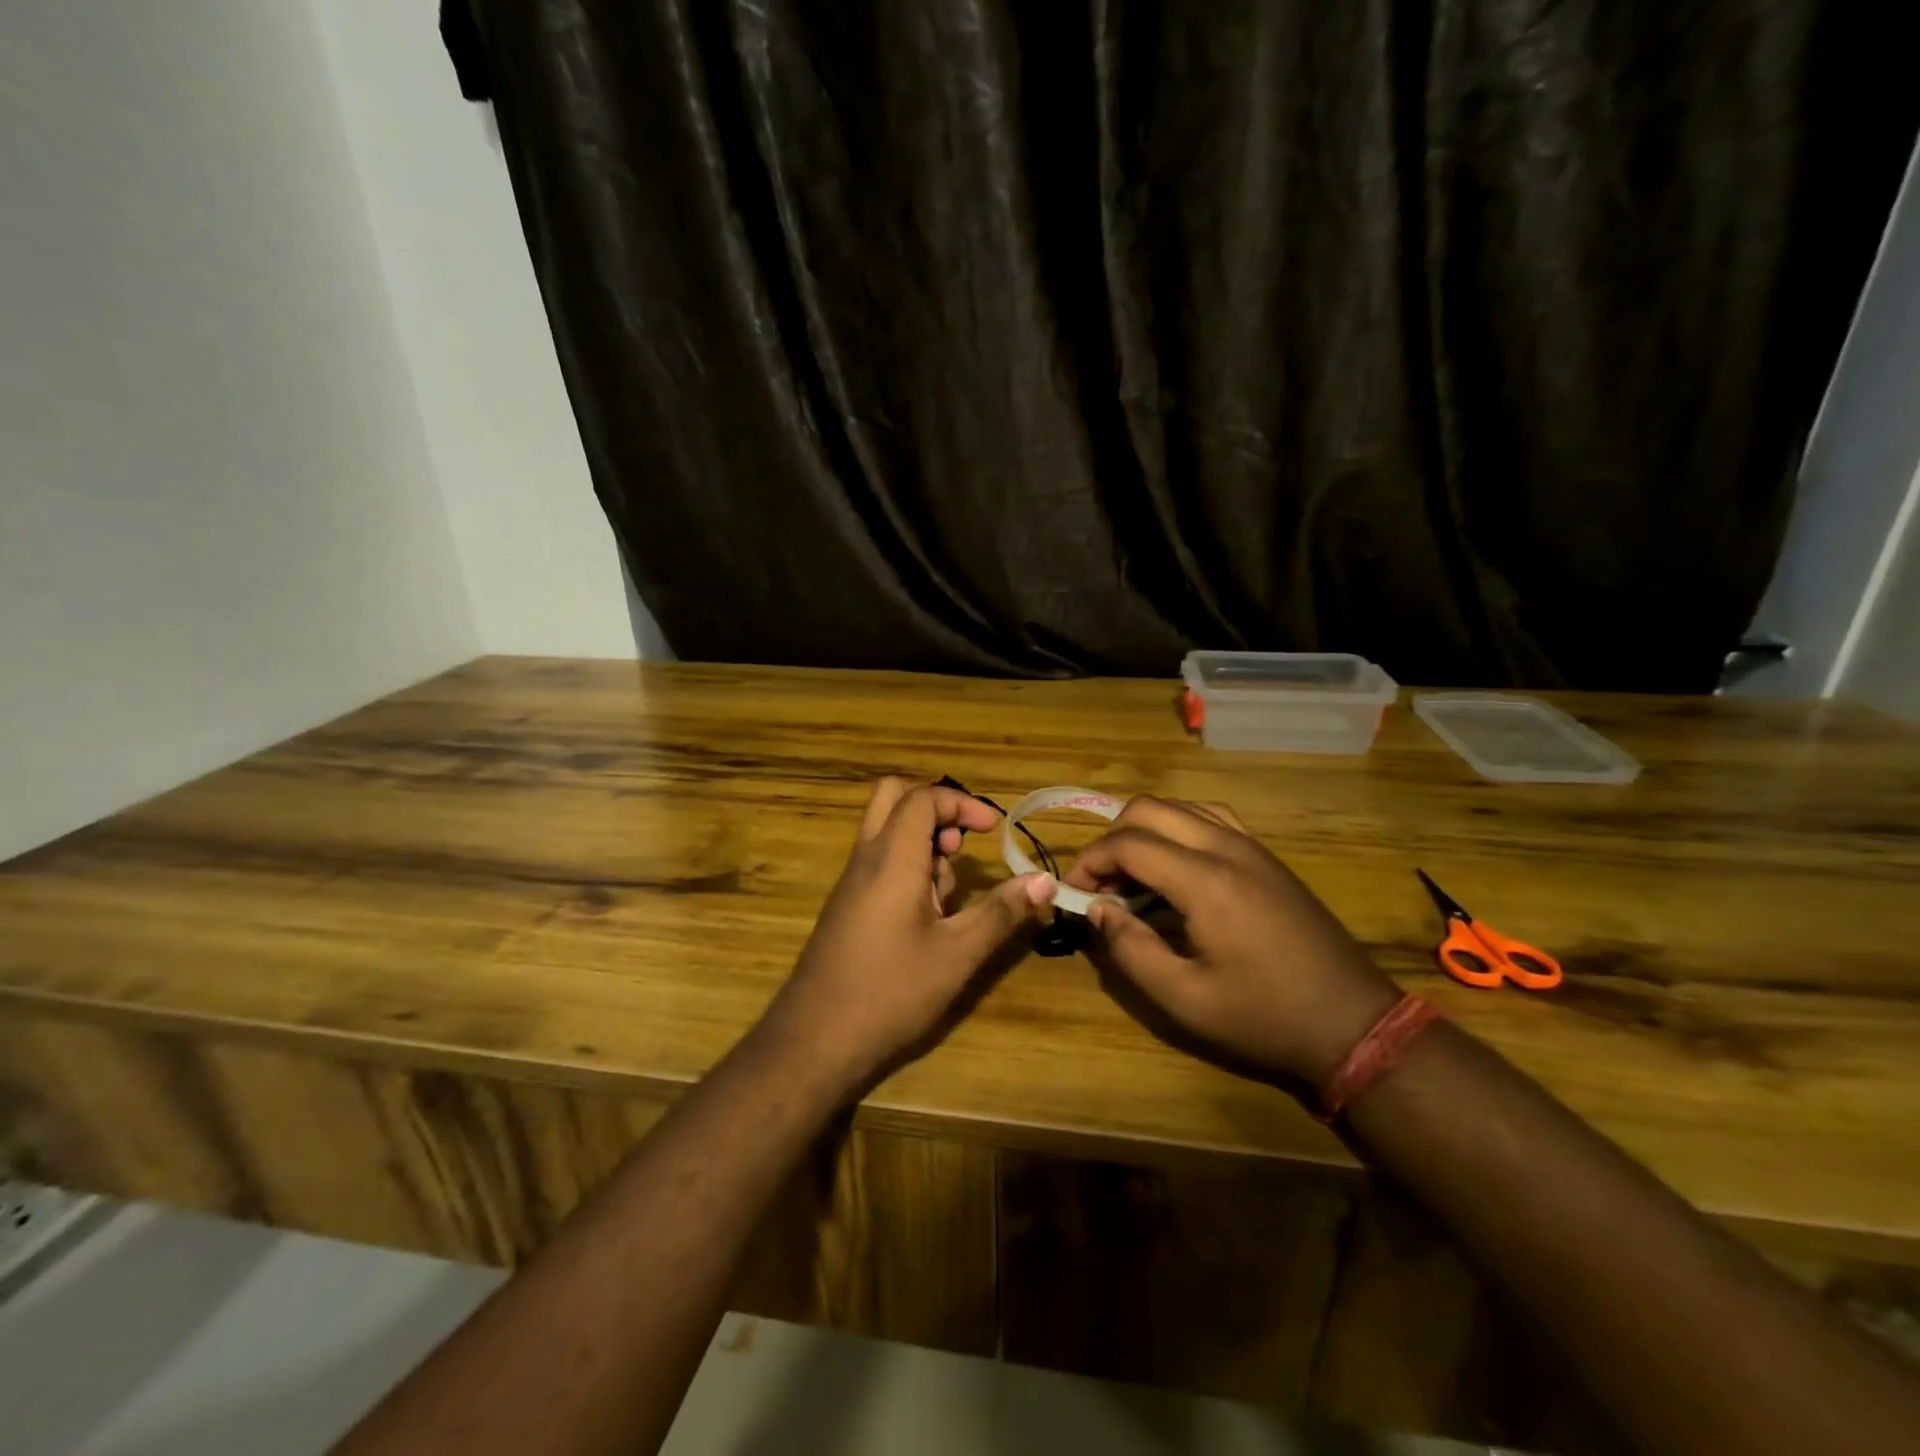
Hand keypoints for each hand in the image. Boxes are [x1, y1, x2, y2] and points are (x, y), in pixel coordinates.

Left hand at [757, 777, 1051, 1098]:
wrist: (815, 1041)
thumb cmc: (890, 992)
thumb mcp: (957, 954)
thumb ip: (1001, 912)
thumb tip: (1044, 880)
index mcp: (891, 857)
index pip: (923, 798)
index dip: (962, 803)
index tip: (993, 830)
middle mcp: (866, 858)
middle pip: (893, 797)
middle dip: (936, 810)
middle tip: (961, 846)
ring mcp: (851, 882)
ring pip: (887, 831)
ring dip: (923, 845)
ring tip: (949, 898)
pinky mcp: (847, 906)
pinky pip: (880, 863)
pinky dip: (908, 870)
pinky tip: (927, 921)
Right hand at [1064, 797, 1400, 1085]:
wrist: (1352, 1022)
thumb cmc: (1264, 1016)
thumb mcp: (1185, 999)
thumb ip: (1130, 949)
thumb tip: (1097, 909)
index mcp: (1205, 881)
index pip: (1128, 843)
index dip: (1090, 861)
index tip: (1074, 892)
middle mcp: (1226, 848)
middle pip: (1149, 809)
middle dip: (1111, 838)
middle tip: (1101, 883)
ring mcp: (1252, 846)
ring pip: (1181, 806)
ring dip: (1145, 829)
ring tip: (1132, 873)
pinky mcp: (1267, 856)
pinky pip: (1211, 817)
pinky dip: (1179, 826)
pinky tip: (1175, 864)